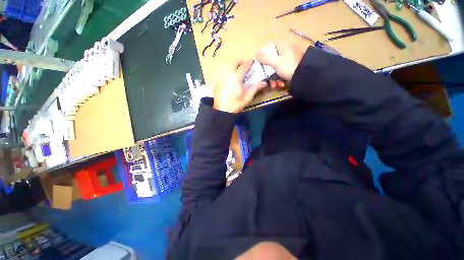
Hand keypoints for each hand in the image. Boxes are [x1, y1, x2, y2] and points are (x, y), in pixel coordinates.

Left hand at [213, 60, 266, 112]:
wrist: (222, 110)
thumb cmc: (235, 104)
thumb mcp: (247, 97)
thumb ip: (255, 88)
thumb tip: (263, 82)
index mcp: (236, 77)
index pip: (243, 65)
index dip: (249, 63)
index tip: (252, 62)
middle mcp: (227, 74)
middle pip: (234, 62)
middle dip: (241, 62)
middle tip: (245, 67)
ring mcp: (221, 77)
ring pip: (227, 65)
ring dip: (234, 66)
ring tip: (238, 71)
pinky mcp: (217, 81)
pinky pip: (223, 71)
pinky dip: (228, 71)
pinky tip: (230, 77)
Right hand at [255, 44, 304, 84]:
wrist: (306, 76)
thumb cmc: (289, 66)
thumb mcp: (275, 62)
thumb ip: (265, 57)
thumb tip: (256, 53)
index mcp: (282, 47)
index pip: (269, 48)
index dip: (263, 56)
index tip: (259, 65)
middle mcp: (285, 52)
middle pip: (272, 61)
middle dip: (269, 72)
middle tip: (267, 78)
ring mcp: (289, 61)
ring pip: (277, 69)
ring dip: (274, 78)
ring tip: (275, 85)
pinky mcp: (292, 68)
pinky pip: (282, 72)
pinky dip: (280, 79)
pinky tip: (281, 84)